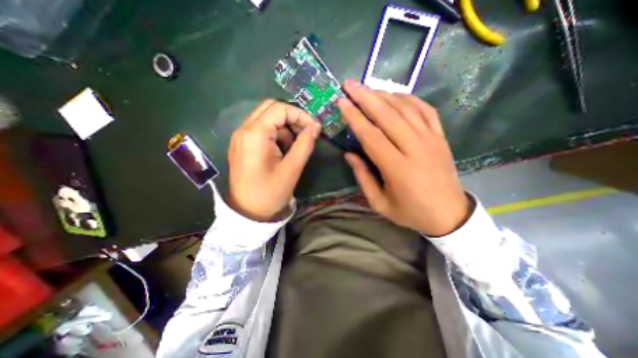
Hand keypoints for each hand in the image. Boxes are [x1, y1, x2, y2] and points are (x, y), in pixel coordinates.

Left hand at [227, 99, 321, 220]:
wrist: (248, 212)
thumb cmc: (270, 192)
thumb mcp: (292, 168)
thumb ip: (305, 144)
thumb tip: (316, 126)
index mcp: (255, 134)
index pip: (280, 109)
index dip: (300, 115)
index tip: (313, 128)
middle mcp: (243, 130)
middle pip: (270, 109)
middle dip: (291, 118)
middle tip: (305, 133)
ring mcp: (240, 137)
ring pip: (266, 118)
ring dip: (283, 127)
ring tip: (293, 147)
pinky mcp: (241, 145)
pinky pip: (260, 129)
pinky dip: (275, 134)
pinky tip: (281, 151)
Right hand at [342, 79, 470, 237]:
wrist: (449, 215)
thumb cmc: (411, 212)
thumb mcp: (380, 203)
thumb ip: (363, 178)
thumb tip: (349, 154)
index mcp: (398, 168)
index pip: (371, 136)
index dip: (355, 118)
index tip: (342, 103)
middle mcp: (415, 148)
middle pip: (388, 115)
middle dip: (366, 97)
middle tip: (349, 84)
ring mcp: (431, 140)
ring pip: (406, 108)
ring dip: (384, 95)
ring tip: (367, 88)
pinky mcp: (440, 137)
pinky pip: (425, 110)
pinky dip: (409, 99)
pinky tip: (396, 95)